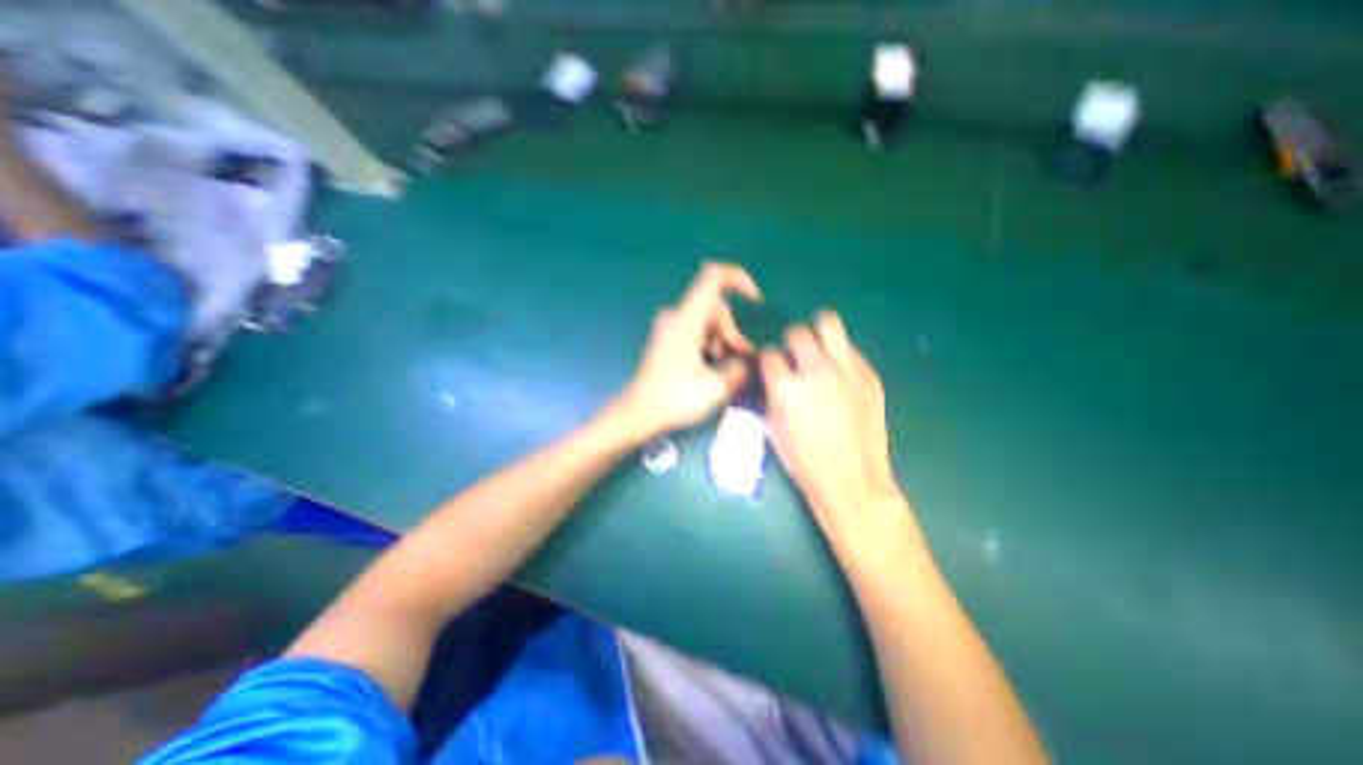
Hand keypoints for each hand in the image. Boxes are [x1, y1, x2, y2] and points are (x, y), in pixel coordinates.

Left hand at [620, 264, 764, 437]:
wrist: (636, 413)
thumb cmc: (673, 400)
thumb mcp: (715, 388)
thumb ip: (739, 369)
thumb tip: (750, 360)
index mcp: (686, 319)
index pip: (712, 277)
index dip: (738, 279)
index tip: (756, 302)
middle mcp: (676, 316)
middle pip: (715, 306)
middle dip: (733, 330)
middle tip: (743, 359)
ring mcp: (670, 327)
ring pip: (708, 321)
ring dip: (724, 340)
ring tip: (729, 369)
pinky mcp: (668, 338)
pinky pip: (697, 330)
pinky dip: (711, 344)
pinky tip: (714, 369)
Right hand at [764, 310, 901, 543]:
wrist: (851, 479)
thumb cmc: (803, 460)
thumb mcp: (772, 426)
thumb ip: (771, 392)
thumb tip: (774, 375)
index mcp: (786, 386)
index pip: (768, 353)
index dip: (766, 359)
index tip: (770, 367)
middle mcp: (815, 369)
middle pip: (798, 332)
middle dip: (791, 342)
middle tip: (795, 358)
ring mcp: (846, 369)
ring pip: (830, 324)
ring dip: (818, 335)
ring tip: (819, 352)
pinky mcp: (869, 374)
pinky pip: (851, 350)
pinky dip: (841, 356)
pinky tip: (841, 376)